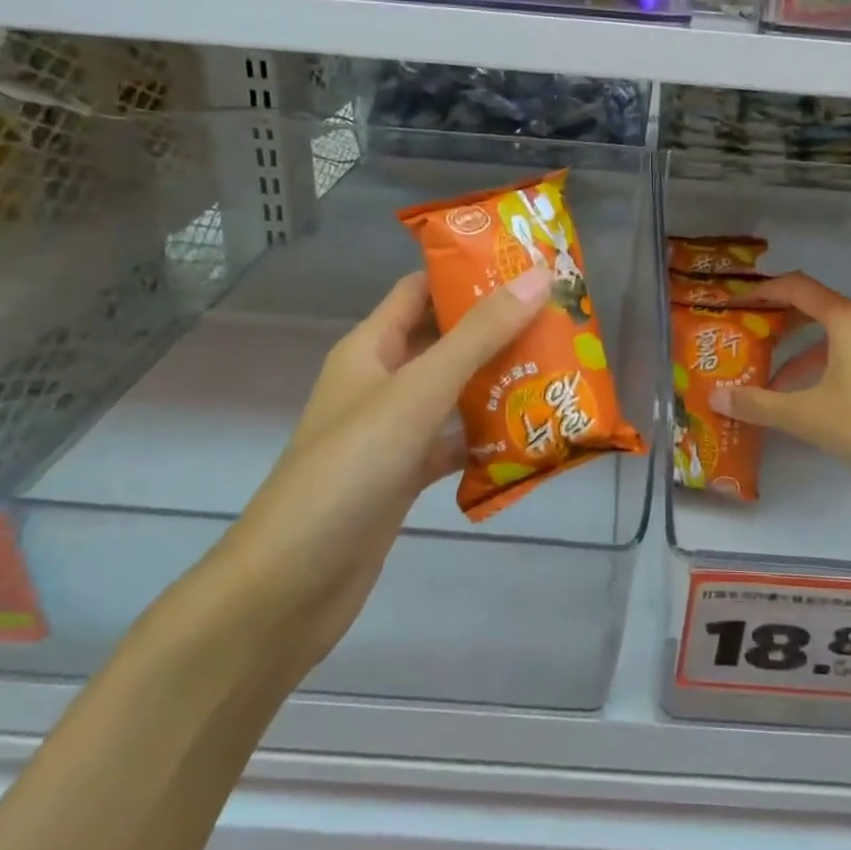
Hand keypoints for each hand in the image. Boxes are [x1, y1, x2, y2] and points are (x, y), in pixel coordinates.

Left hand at [210, 265, 552, 666]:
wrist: (291, 585)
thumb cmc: (350, 469)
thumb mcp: (418, 392)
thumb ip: (478, 336)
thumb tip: (537, 277)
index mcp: (370, 347)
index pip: (420, 290)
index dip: (466, 271)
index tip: (526, 263)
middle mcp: (380, 381)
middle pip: (443, 339)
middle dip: (496, 327)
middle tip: (559, 317)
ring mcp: (392, 431)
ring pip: (453, 392)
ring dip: (498, 381)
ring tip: (558, 367)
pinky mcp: (404, 475)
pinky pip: (453, 443)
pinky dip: (487, 438)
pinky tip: (531, 436)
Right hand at [710, 273, 850, 538]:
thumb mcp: (806, 415)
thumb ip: (758, 403)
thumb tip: (715, 395)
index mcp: (846, 319)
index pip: (795, 287)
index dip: (761, 292)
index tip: (734, 304)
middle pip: (813, 307)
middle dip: (777, 321)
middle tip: (745, 337)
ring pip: (832, 334)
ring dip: (798, 350)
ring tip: (768, 376)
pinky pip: (849, 352)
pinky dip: (822, 365)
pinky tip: (807, 397)